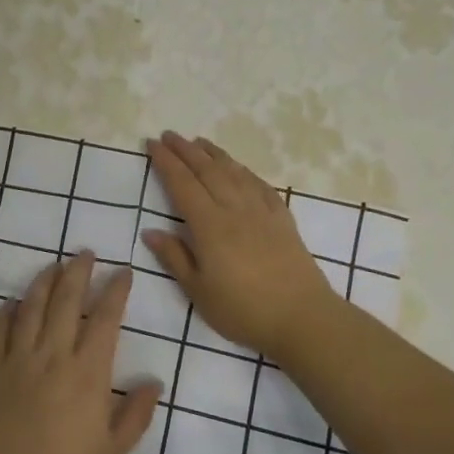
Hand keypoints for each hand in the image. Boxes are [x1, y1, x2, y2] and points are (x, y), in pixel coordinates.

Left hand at [0, 253, 159, 453]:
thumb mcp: (112, 452)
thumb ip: (135, 414)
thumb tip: (154, 382)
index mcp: (87, 373)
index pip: (104, 319)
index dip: (115, 291)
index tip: (122, 272)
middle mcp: (52, 355)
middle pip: (65, 301)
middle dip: (78, 272)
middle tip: (85, 253)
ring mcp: (17, 360)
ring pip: (31, 307)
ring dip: (43, 282)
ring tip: (53, 265)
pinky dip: (5, 312)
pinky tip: (12, 304)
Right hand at [141, 132, 342, 361]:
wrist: (303, 318)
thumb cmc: (243, 309)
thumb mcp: (198, 291)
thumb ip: (174, 257)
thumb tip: (150, 231)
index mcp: (209, 226)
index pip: (182, 185)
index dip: (166, 162)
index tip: (152, 144)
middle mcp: (234, 210)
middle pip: (207, 171)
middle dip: (185, 150)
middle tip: (169, 135)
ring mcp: (261, 212)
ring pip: (234, 172)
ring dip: (214, 154)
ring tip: (199, 141)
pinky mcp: (282, 219)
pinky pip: (260, 185)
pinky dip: (244, 171)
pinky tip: (239, 168)